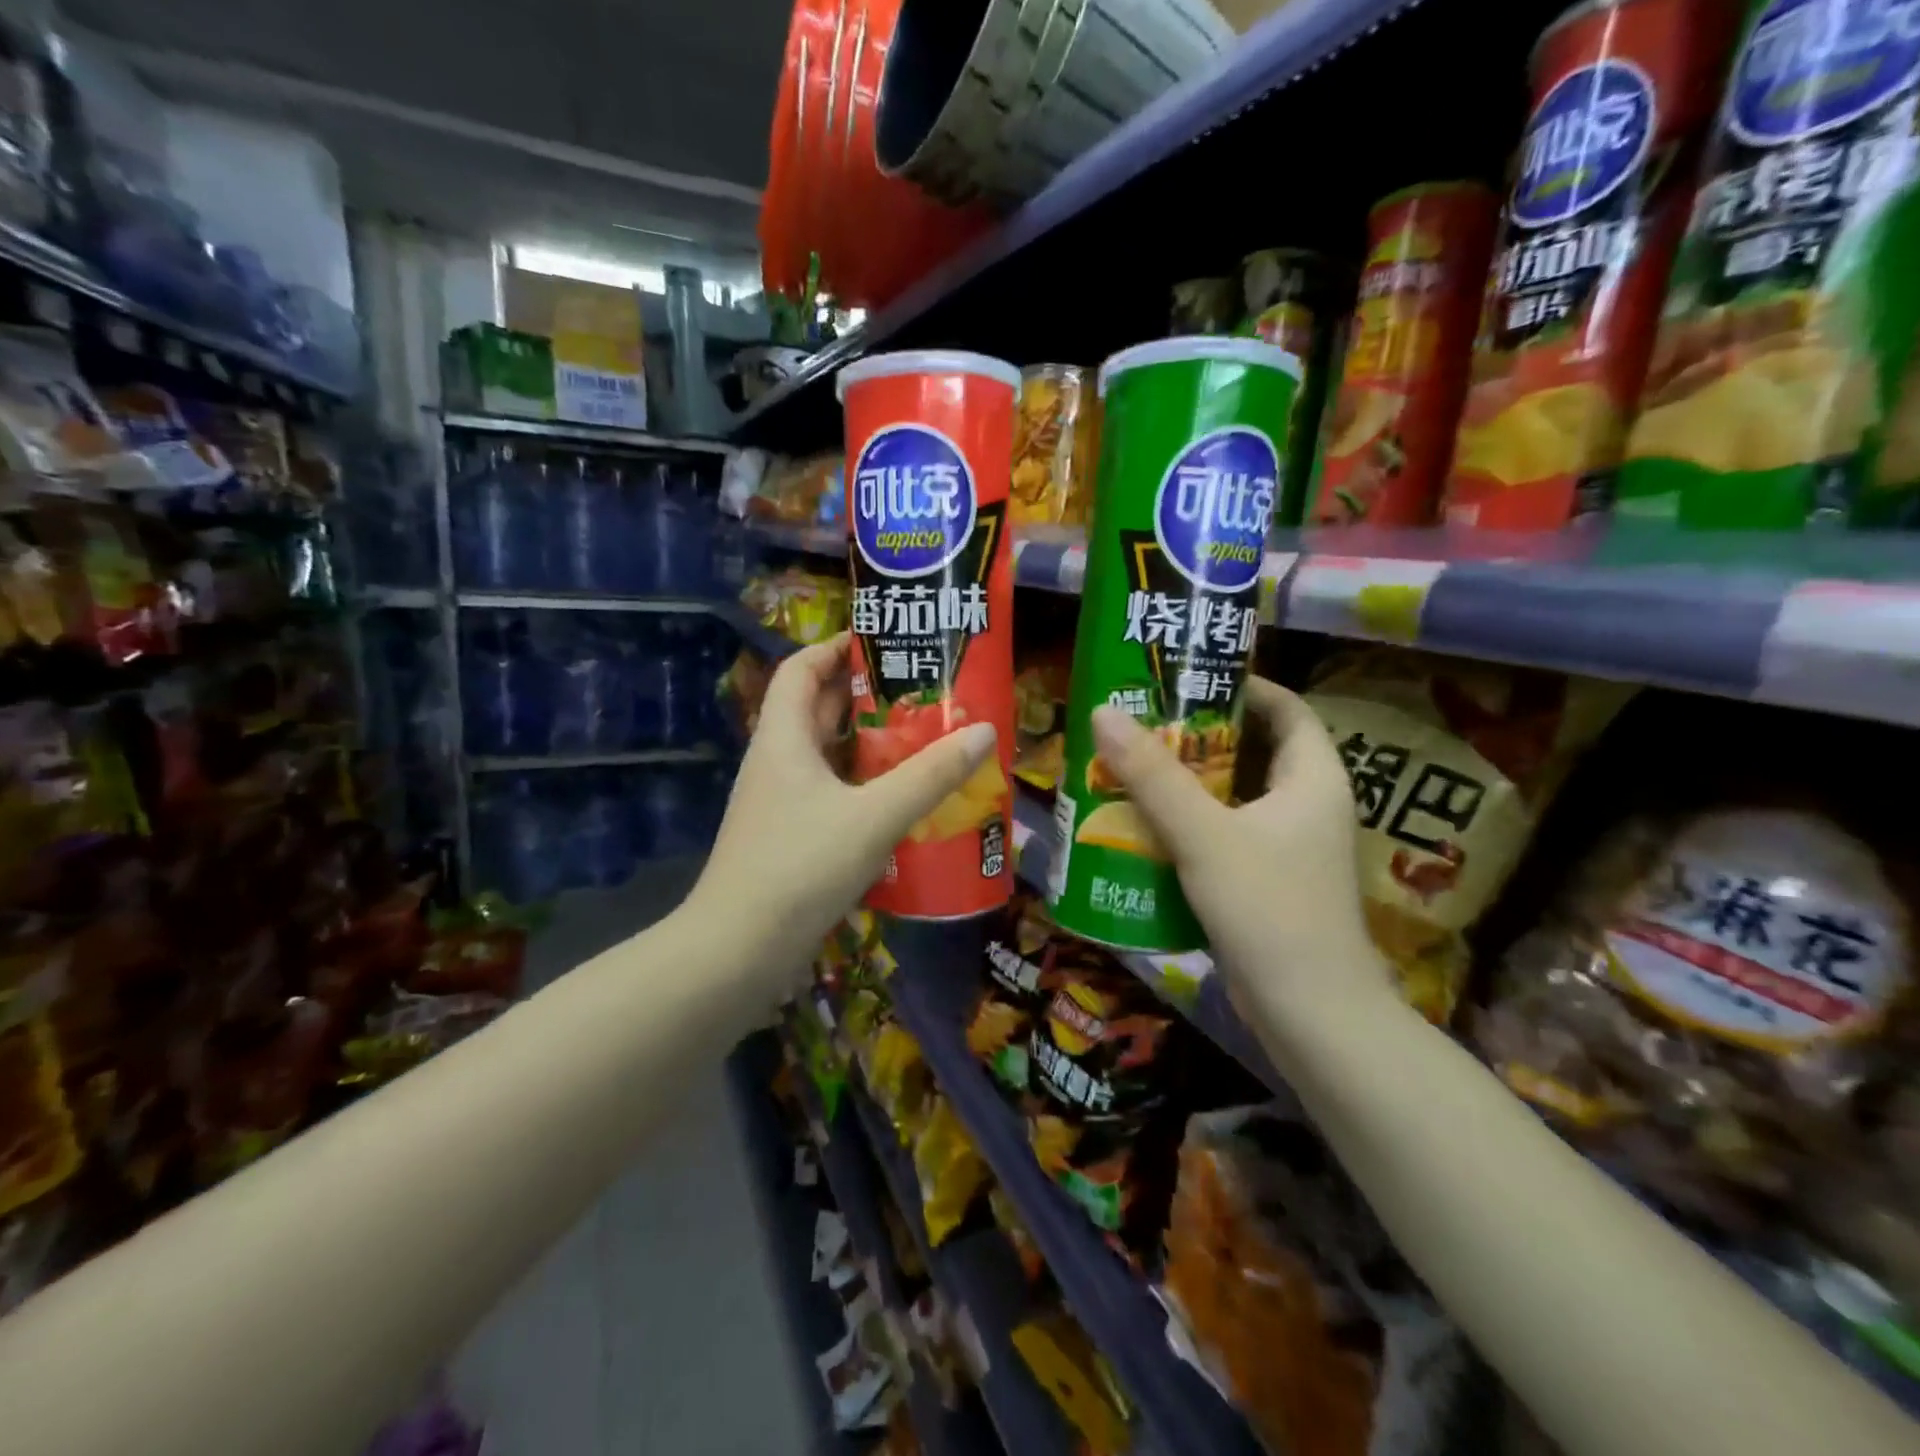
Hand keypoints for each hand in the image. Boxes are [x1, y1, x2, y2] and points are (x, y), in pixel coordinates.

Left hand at [688, 635, 995, 988]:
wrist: (738, 950)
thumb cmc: (801, 867)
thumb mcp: (875, 816)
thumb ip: (930, 776)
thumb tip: (983, 732)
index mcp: (783, 738)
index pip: (800, 669)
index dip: (835, 648)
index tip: (882, 642)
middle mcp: (775, 762)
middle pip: (817, 710)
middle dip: (864, 696)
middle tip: (920, 693)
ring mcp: (778, 803)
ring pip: (826, 756)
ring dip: (867, 746)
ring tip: (920, 741)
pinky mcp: (788, 838)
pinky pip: (829, 795)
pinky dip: (861, 787)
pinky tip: (899, 803)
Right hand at [1089, 677, 1390, 1024]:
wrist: (1311, 1015)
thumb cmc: (1269, 910)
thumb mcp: (1205, 835)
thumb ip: (1153, 776)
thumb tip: (1105, 712)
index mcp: (1313, 778)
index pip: (1287, 708)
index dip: (1243, 685)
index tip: (1187, 679)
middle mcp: (1308, 805)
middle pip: (1253, 749)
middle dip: (1198, 735)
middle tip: (1142, 723)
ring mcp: (1289, 847)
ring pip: (1234, 795)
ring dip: (1188, 782)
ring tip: (1132, 767)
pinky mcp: (1267, 881)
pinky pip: (1225, 833)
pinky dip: (1189, 823)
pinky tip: (1144, 826)